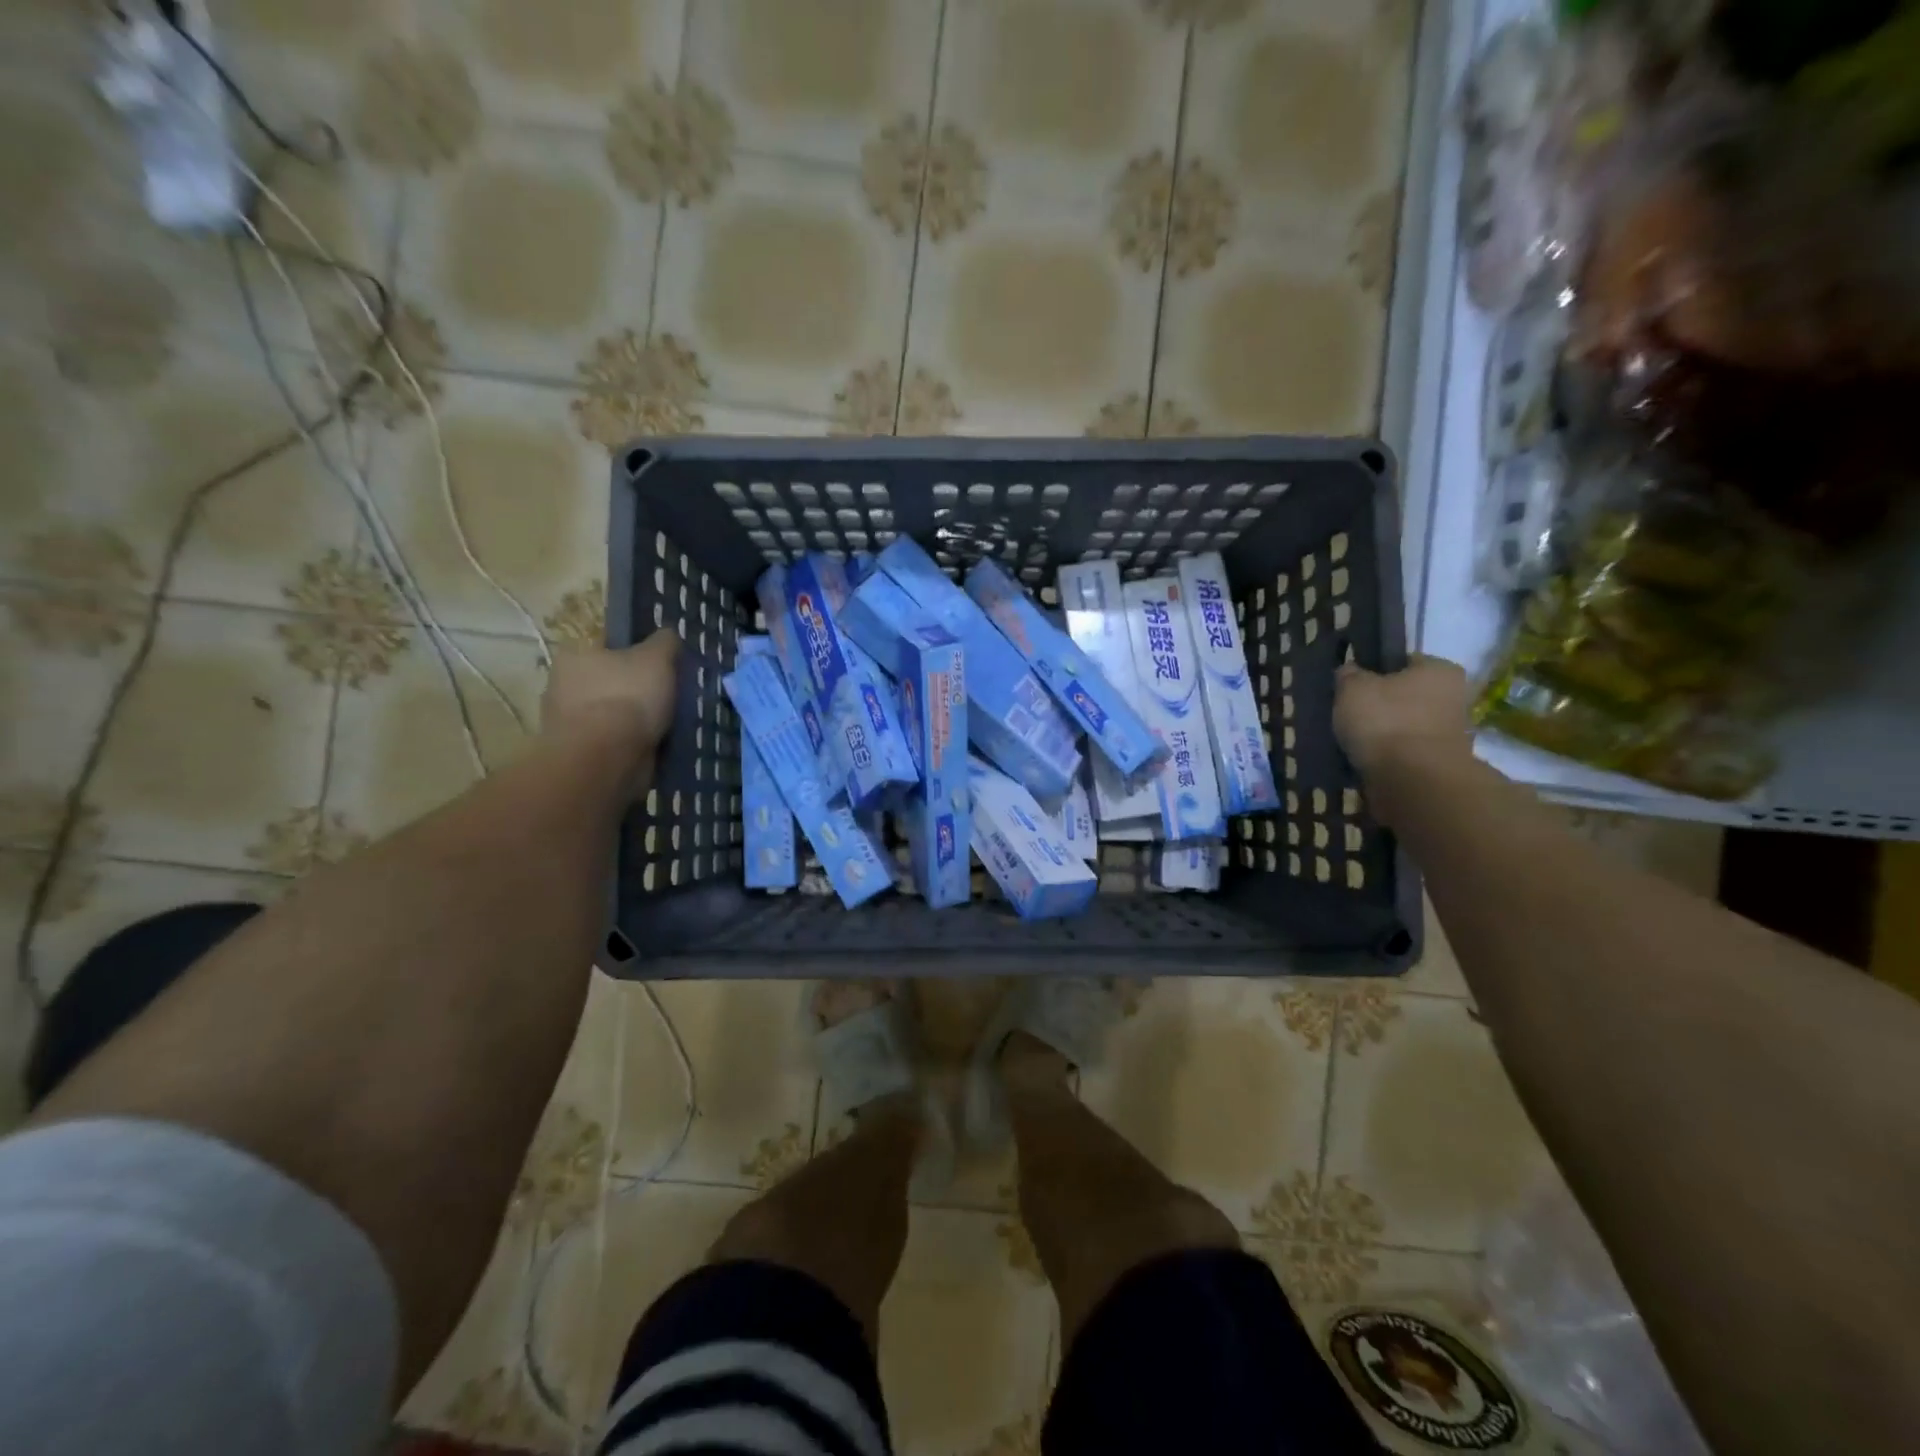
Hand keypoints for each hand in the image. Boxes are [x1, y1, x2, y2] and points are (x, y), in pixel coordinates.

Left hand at [541, 630, 679, 790]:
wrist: (606, 758)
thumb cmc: (628, 697)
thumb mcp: (656, 657)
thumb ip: (664, 642)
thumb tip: (667, 634)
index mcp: (575, 655)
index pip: (609, 647)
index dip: (637, 653)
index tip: (662, 666)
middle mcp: (562, 686)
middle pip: (609, 682)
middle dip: (635, 689)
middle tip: (668, 697)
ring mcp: (568, 723)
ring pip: (611, 715)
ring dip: (633, 721)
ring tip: (667, 726)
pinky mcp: (580, 755)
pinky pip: (612, 743)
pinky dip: (630, 744)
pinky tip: (654, 746)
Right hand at [1334, 655, 1473, 781]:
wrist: (1413, 780)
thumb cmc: (1385, 721)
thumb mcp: (1352, 688)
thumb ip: (1349, 675)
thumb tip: (1350, 671)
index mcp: (1441, 669)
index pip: (1404, 661)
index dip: (1376, 670)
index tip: (1353, 686)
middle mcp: (1455, 697)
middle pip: (1407, 695)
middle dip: (1382, 704)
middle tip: (1350, 713)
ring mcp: (1451, 733)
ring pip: (1406, 725)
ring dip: (1384, 732)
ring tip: (1353, 740)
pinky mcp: (1440, 764)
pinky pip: (1405, 752)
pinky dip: (1388, 755)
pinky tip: (1365, 759)